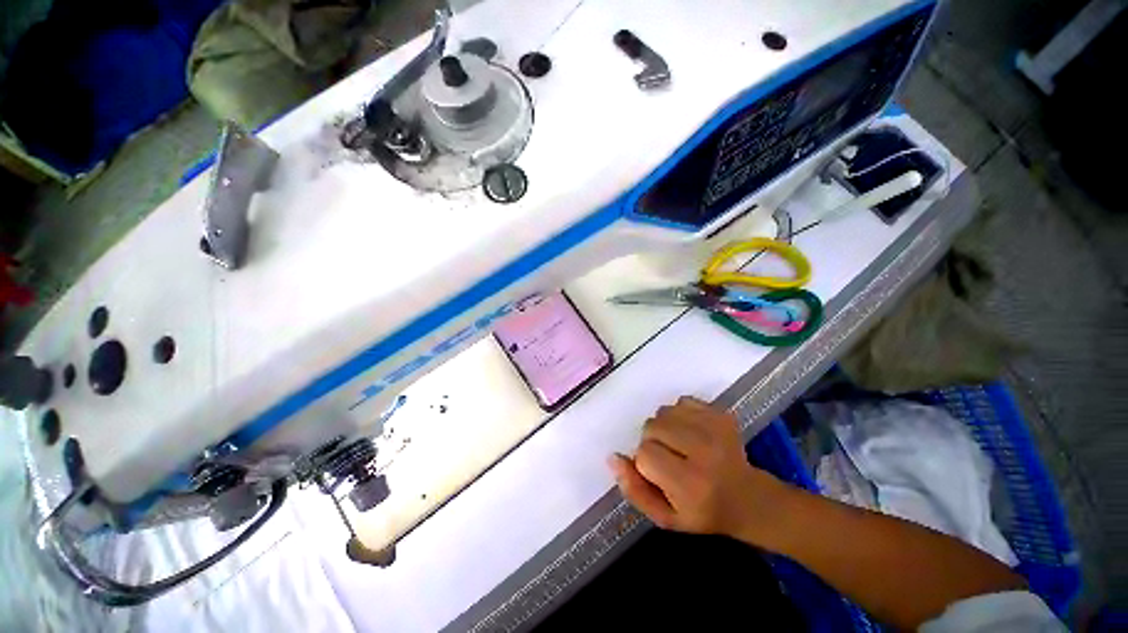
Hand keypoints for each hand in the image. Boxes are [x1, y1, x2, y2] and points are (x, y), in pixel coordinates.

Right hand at [609, 397, 790, 540]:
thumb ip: (634, 490)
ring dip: (663, 426)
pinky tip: (691, 432)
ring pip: (663, 412)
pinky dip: (678, 414)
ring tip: (679, 444)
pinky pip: (681, 401)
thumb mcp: (665, 516)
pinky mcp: (720, 413)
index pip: (645, 454)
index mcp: (690, 483)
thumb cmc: (702, 511)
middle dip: (652, 441)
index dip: (645, 462)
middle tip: (668, 458)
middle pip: (651, 427)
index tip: (660, 474)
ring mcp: (714, 428)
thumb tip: (613, 458)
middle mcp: (704, 451)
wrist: (747, 498)